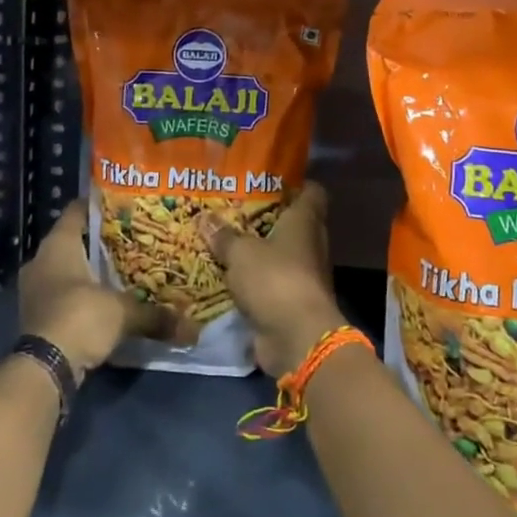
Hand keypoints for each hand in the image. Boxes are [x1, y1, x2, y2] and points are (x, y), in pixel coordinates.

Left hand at [18, 199, 191, 375]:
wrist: (43, 369)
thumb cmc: (80, 318)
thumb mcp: (124, 313)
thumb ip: (156, 315)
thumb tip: (193, 330)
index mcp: (58, 245)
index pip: (77, 211)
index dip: (100, 206)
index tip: (125, 206)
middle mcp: (41, 261)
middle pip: (74, 241)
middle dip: (101, 242)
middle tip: (133, 240)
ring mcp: (35, 290)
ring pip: (67, 269)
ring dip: (91, 271)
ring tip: (125, 270)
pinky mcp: (36, 316)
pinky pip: (63, 294)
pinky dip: (82, 295)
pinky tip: (106, 301)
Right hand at [198, 182, 347, 376]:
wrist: (297, 338)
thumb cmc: (275, 280)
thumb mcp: (241, 253)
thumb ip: (224, 236)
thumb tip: (204, 217)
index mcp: (305, 222)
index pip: (312, 192)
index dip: (296, 183)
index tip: (270, 177)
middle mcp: (309, 245)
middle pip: (292, 222)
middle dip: (266, 216)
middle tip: (234, 206)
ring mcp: (303, 275)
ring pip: (279, 254)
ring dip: (258, 250)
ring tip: (225, 237)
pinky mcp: (291, 302)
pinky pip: (270, 282)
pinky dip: (254, 279)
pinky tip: (227, 273)